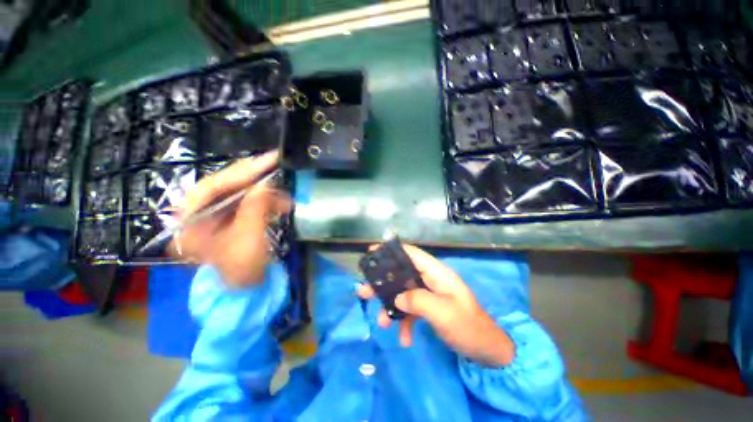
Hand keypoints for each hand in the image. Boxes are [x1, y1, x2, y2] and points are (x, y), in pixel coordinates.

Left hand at [171, 151, 291, 287]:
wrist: (246, 290)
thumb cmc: (243, 269)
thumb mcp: (250, 238)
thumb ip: (255, 208)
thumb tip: (265, 185)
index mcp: (190, 221)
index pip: (212, 186)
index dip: (241, 171)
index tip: (268, 160)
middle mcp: (196, 214)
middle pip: (223, 185)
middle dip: (253, 177)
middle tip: (275, 164)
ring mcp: (212, 216)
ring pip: (237, 192)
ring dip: (263, 192)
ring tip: (284, 197)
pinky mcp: (228, 219)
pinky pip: (245, 202)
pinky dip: (264, 201)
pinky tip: (280, 205)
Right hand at [357, 244, 514, 366]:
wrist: (487, 351)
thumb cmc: (468, 327)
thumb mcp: (443, 313)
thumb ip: (418, 301)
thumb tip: (396, 297)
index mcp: (437, 273)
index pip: (412, 254)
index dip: (392, 251)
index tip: (372, 253)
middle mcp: (431, 280)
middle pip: (402, 274)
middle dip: (383, 283)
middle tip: (363, 290)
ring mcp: (430, 294)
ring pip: (404, 293)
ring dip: (391, 307)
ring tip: (381, 323)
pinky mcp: (429, 308)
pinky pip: (411, 310)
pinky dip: (405, 322)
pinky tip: (404, 340)